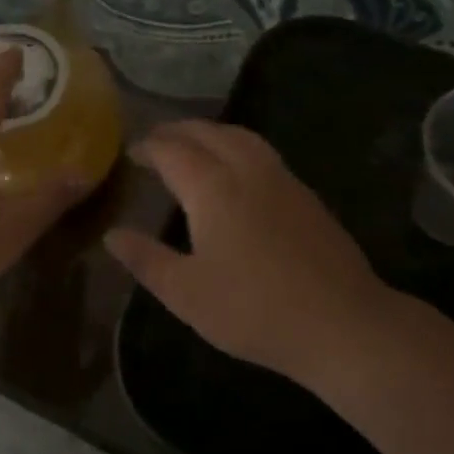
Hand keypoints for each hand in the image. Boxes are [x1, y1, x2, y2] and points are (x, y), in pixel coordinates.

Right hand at [104, 120, 390, 384]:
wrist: (341, 322)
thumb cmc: (253, 309)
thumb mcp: (186, 293)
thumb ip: (146, 259)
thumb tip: (112, 235)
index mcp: (212, 187)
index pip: (172, 150)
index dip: (148, 146)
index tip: (131, 151)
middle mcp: (246, 169)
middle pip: (207, 133)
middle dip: (177, 131)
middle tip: (156, 141)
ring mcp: (281, 178)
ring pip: (240, 136)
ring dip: (210, 132)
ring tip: (193, 144)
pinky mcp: (305, 194)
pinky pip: (261, 151)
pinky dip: (236, 145)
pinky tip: (237, 170)